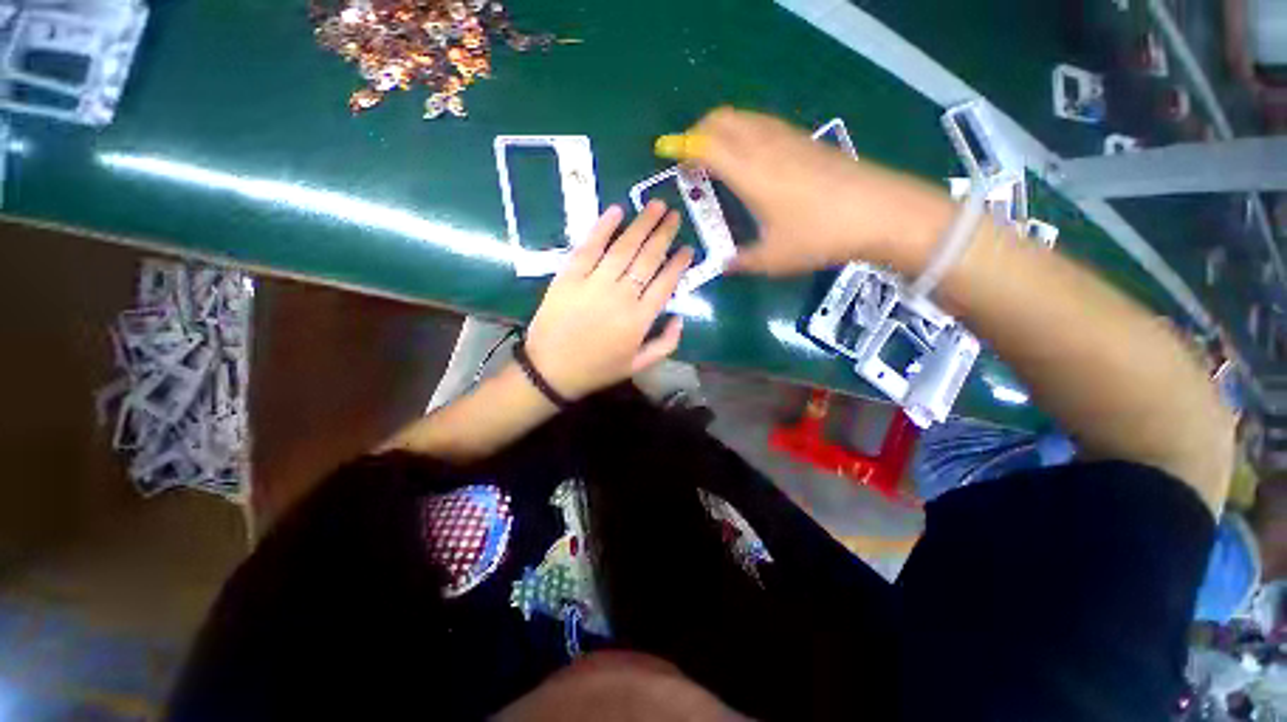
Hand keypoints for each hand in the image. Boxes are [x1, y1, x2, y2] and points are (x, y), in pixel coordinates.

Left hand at [524, 202, 694, 400]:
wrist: (550, 370)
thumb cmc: (597, 369)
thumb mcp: (638, 366)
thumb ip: (666, 344)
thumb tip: (681, 318)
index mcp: (640, 319)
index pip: (665, 283)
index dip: (678, 264)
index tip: (688, 248)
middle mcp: (621, 296)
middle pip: (648, 258)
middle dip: (664, 234)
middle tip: (674, 215)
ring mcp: (594, 283)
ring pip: (623, 248)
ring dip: (642, 224)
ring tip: (655, 206)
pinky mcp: (569, 276)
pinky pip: (589, 248)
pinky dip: (603, 228)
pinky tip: (617, 211)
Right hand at [690, 108, 954, 274]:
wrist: (880, 212)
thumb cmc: (819, 236)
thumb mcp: (774, 259)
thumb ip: (743, 262)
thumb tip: (726, 266)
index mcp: (749, 173)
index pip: (706, 145)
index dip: (683, 147)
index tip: (667, 154)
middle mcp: (764, 146)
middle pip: (721, 120)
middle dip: (697, 132)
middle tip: (689, 157)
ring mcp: (788, 139)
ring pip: (743, 118)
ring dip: (721, 128)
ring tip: (714, 155)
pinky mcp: (806, 141)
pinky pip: (763, 124)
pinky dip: (743, 131)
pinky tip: (750, 156)